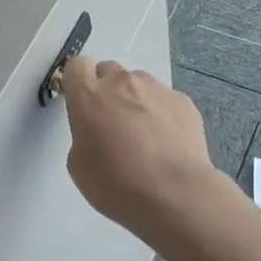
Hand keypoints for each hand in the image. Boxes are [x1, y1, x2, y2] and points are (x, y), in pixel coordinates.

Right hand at [62, 57, 218, 240]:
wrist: (174, 195)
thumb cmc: (116, 183)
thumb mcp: (78, 164)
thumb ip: (83, 133)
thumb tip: (98, 129)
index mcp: (88, 94)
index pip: (77, 65)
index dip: (78, 81)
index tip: (81, 102)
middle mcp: (121, 82)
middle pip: (109, 71)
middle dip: (108, 90)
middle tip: (113, 123)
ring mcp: (155, 88)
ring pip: (139, 84)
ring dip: (136, 101)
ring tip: (146, 136)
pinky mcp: (182, 100)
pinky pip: (165, 100)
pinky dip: (162, 114)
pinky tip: (168, 143)